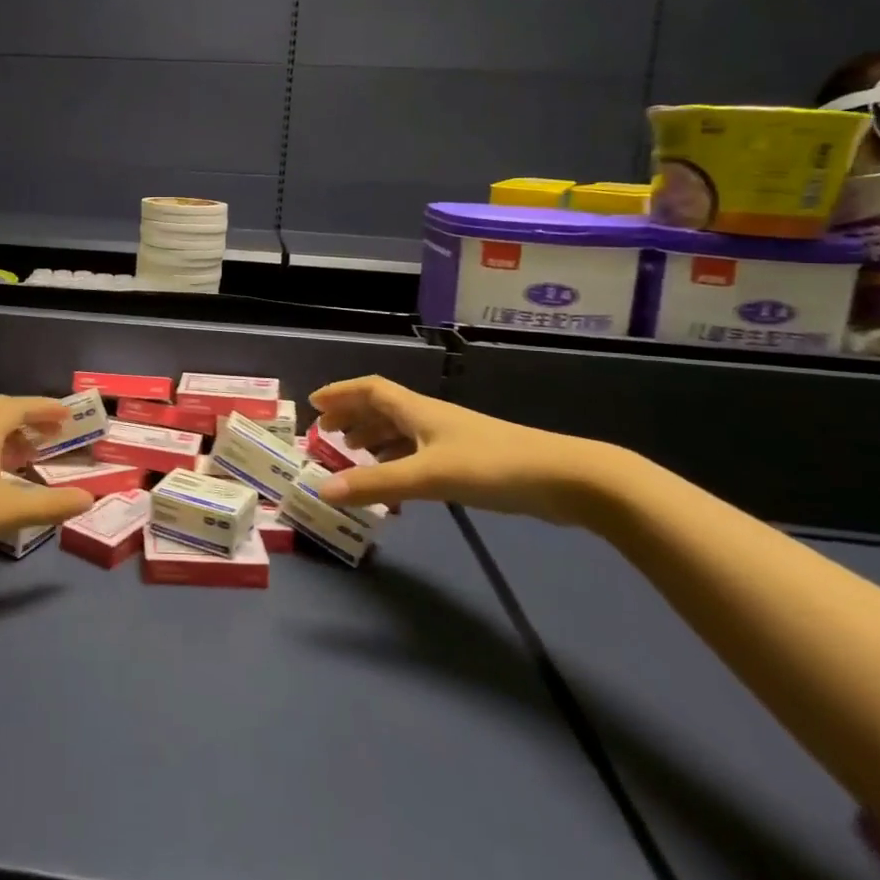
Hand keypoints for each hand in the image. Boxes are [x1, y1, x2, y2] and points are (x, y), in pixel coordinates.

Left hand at [0, 396, 94, 582]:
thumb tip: (88, 498)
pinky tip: (1, 478)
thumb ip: (49, 505)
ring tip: (33, 455)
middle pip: (0, 412)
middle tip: (54, 433)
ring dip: (12, 435)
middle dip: (29, 417)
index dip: (45, 408)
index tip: (69, 416)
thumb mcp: (5, 512)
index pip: (18, 406)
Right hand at [307, 376, 623, 525]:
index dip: (340, 393)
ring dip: (373, 439)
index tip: (313, 404)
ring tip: (351, 456)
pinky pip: (417, 453)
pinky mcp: (468, 461)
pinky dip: (396, 461)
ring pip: (401, 432)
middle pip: (382, 408)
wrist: (566, 479)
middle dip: (352, 417)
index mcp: (417, 410)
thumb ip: (374, 484)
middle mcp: (430, 418)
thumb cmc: (492, 465)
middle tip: (325, 434)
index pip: (370, 389)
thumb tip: (321, 490)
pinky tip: (393, 481)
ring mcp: (451, 439)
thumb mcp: (427, 476)